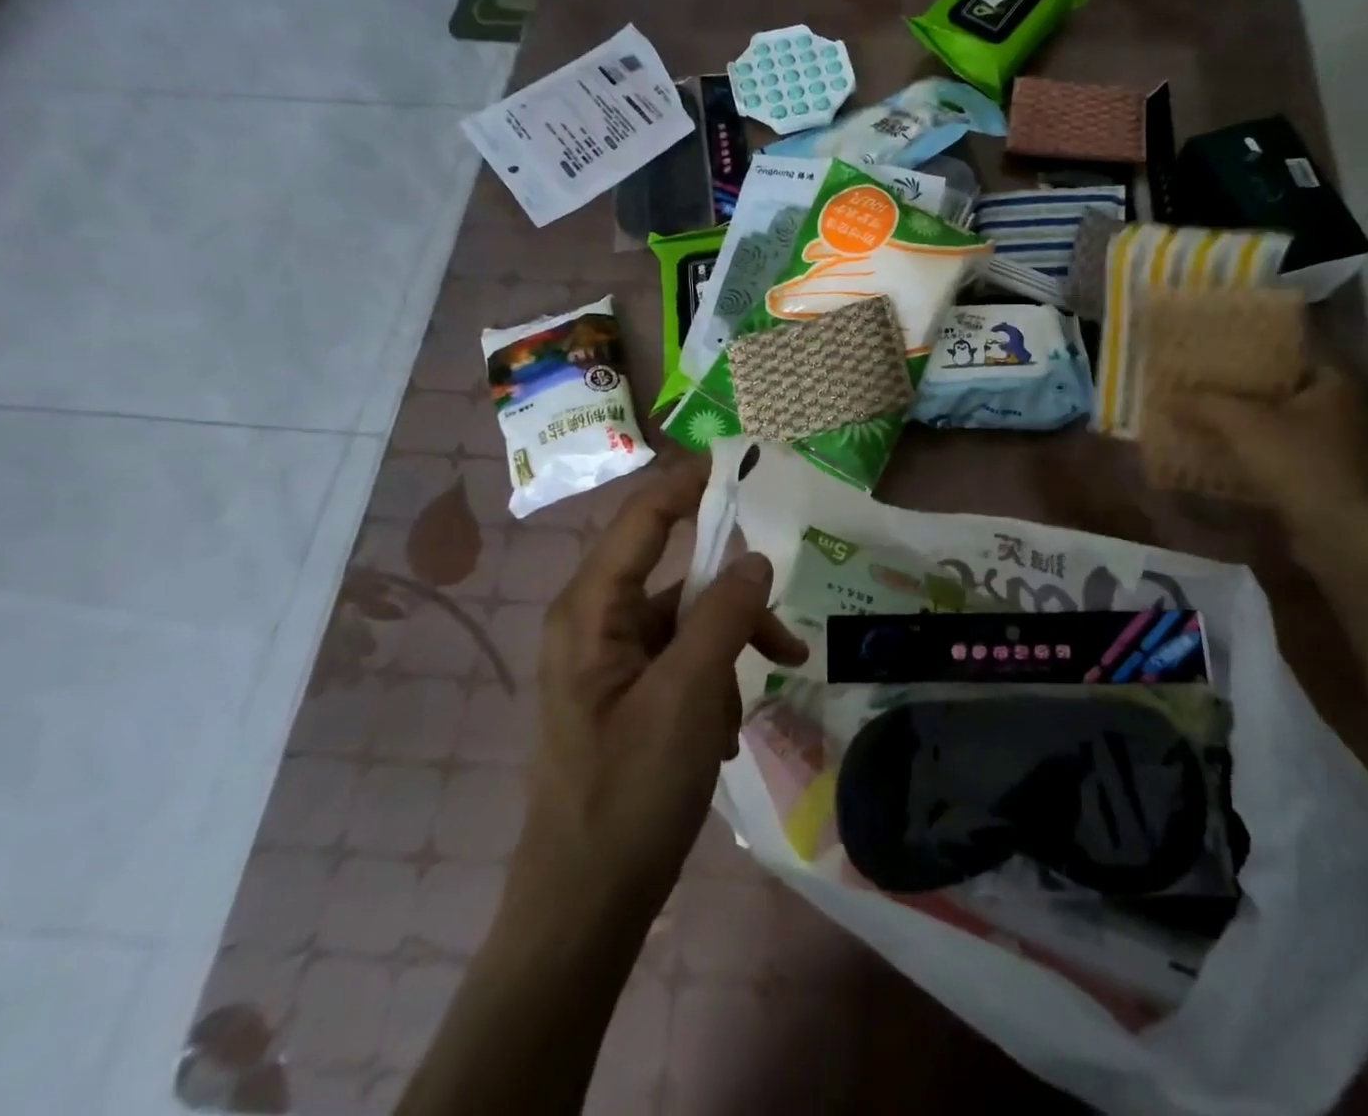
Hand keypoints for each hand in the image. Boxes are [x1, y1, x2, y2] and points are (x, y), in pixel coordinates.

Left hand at [516, 462, 807, 921]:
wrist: (585, 906)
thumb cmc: (630, 793)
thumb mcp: (689, 696)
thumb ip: (724, 616)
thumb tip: (756, 557)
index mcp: (591, 611)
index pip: (642, 518)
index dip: (688, 482)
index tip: (739, 461)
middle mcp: (594, 623)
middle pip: (675, 573)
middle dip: (734, 593)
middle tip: (782, 609)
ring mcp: (610, 662)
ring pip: (688, 621)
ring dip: (733, 644)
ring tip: (772, 682)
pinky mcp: (627, 695)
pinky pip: (683, 660)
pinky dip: (717, 677)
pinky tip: (731, 728)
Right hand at [1178, 366, 1367, 544]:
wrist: (1333, 530)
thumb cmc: (1296, 462)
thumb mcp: (1242, 424)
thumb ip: (1205, 405)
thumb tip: (1167, 397)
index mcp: (1333, 385)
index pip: (1290, 358)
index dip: (1253, 358)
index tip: (1218, 360)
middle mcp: (1339, 411)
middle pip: (1280, 393)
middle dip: (1243, 394)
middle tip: (1203, 389)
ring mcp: (1332, 447)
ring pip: (1277, 426)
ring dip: (1245, 427)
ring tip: (1204, 421)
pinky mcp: (1320, 478)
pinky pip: (1278, 455)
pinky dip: (1252, 454)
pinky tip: (1220, 455)